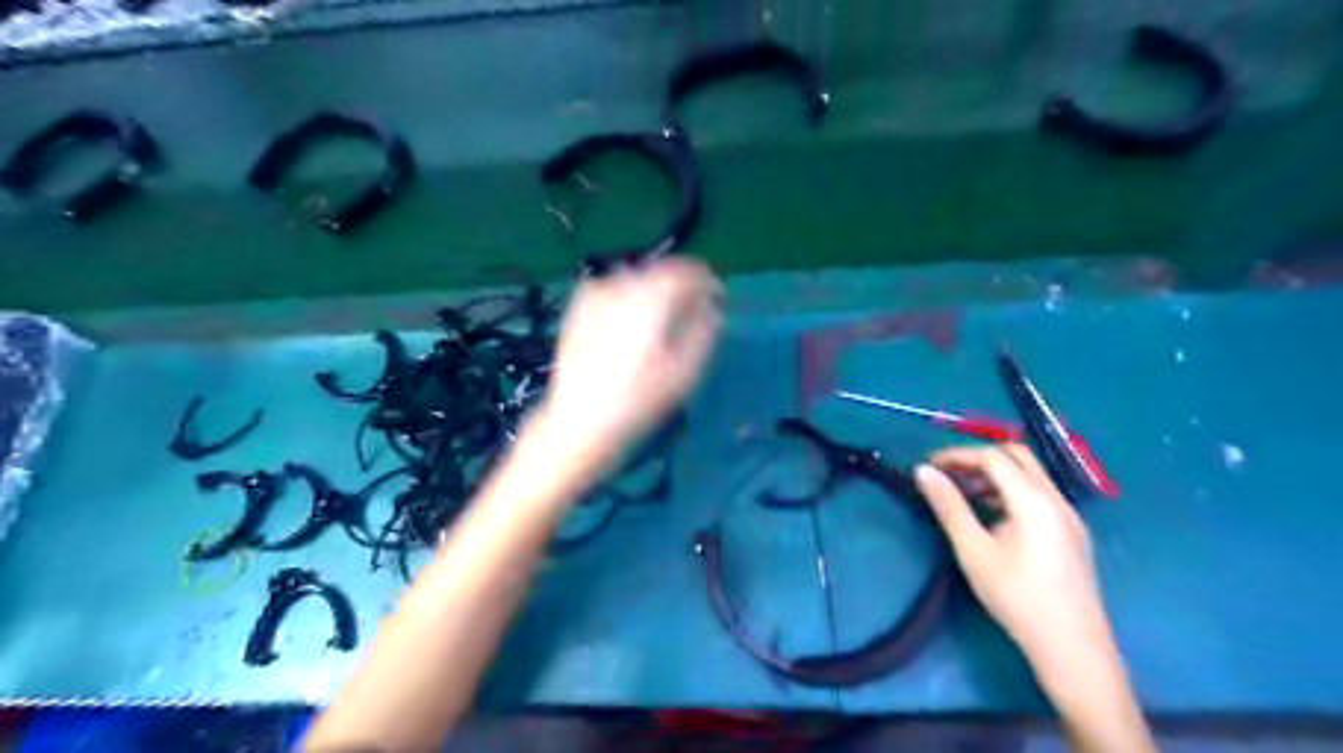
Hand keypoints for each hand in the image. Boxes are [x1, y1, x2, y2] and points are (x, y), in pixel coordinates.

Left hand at [537, 256, 722, 469]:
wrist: (580, 420)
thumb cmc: (639, 400)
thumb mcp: (684, 371)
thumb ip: (703, 330)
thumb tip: (712, 306)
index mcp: (652, 299)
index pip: (687, 271)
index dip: (707, 281)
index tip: (717, 298)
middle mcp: (623, 287)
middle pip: (661, 272)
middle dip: (681, 287)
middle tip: (692, 311)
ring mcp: (596, 295)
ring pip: (637, 278)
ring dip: (654, 290)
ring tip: (661, 320)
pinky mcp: (579, 308)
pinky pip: (612, 290)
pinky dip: (628, 297)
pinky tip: (629, 322)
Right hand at [914, 445, 1112, 665]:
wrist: (1071, 648)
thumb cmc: (1016, 597)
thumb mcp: (973, 551)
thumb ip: (948, 506)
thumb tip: (923, 471)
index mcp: (1034, 500)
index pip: (994, 457)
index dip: (958, 455)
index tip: (929, 466)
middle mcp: (1056, 499)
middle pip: (1017, 456)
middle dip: (978, 458)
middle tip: (946, 474)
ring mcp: (1069, 515)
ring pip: (1030, 475)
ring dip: (994, 474)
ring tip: (962, 494)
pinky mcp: (1071, 532)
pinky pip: (1038, 494)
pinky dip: (1010, 490)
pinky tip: (991, 515)